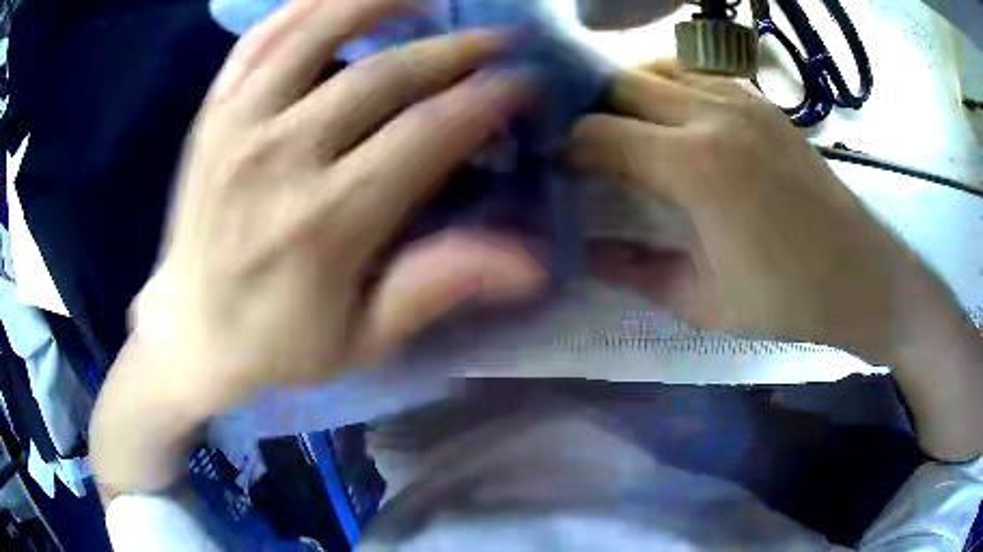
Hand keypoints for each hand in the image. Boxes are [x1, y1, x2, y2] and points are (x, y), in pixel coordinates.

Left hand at [91, 0, 547, 494]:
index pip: (429, 132)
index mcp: (327, 221)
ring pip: (318, 29)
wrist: (190, 333)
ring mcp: (237, 124)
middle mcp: (280, 156)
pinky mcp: (211, 114)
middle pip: (386, 74)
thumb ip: (437, 286)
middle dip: (457, 49)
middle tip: (501, 38)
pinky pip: (261, 38)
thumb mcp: (362, 339)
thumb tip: (531, 261)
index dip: (488, 98)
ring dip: (384, 1)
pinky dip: (306, 6)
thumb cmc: (276, 344)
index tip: (525, 82)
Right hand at [570, 62, 982, 459]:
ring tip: (616, 129)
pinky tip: (668, 119)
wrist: (861, 274)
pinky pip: (694, 72)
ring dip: (625, 93)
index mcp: (696, 167)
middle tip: (573, 147)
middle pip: (618, 85)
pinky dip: (665, 86)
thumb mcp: (702, 301)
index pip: (598, 134)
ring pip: (654, 68)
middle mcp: (712, 113)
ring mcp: (740, 98)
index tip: (552, 172)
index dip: (565, 150)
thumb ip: (631, 269)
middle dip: (586, 112)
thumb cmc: (787, 300)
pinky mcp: (760, 100)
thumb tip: (577, 249)